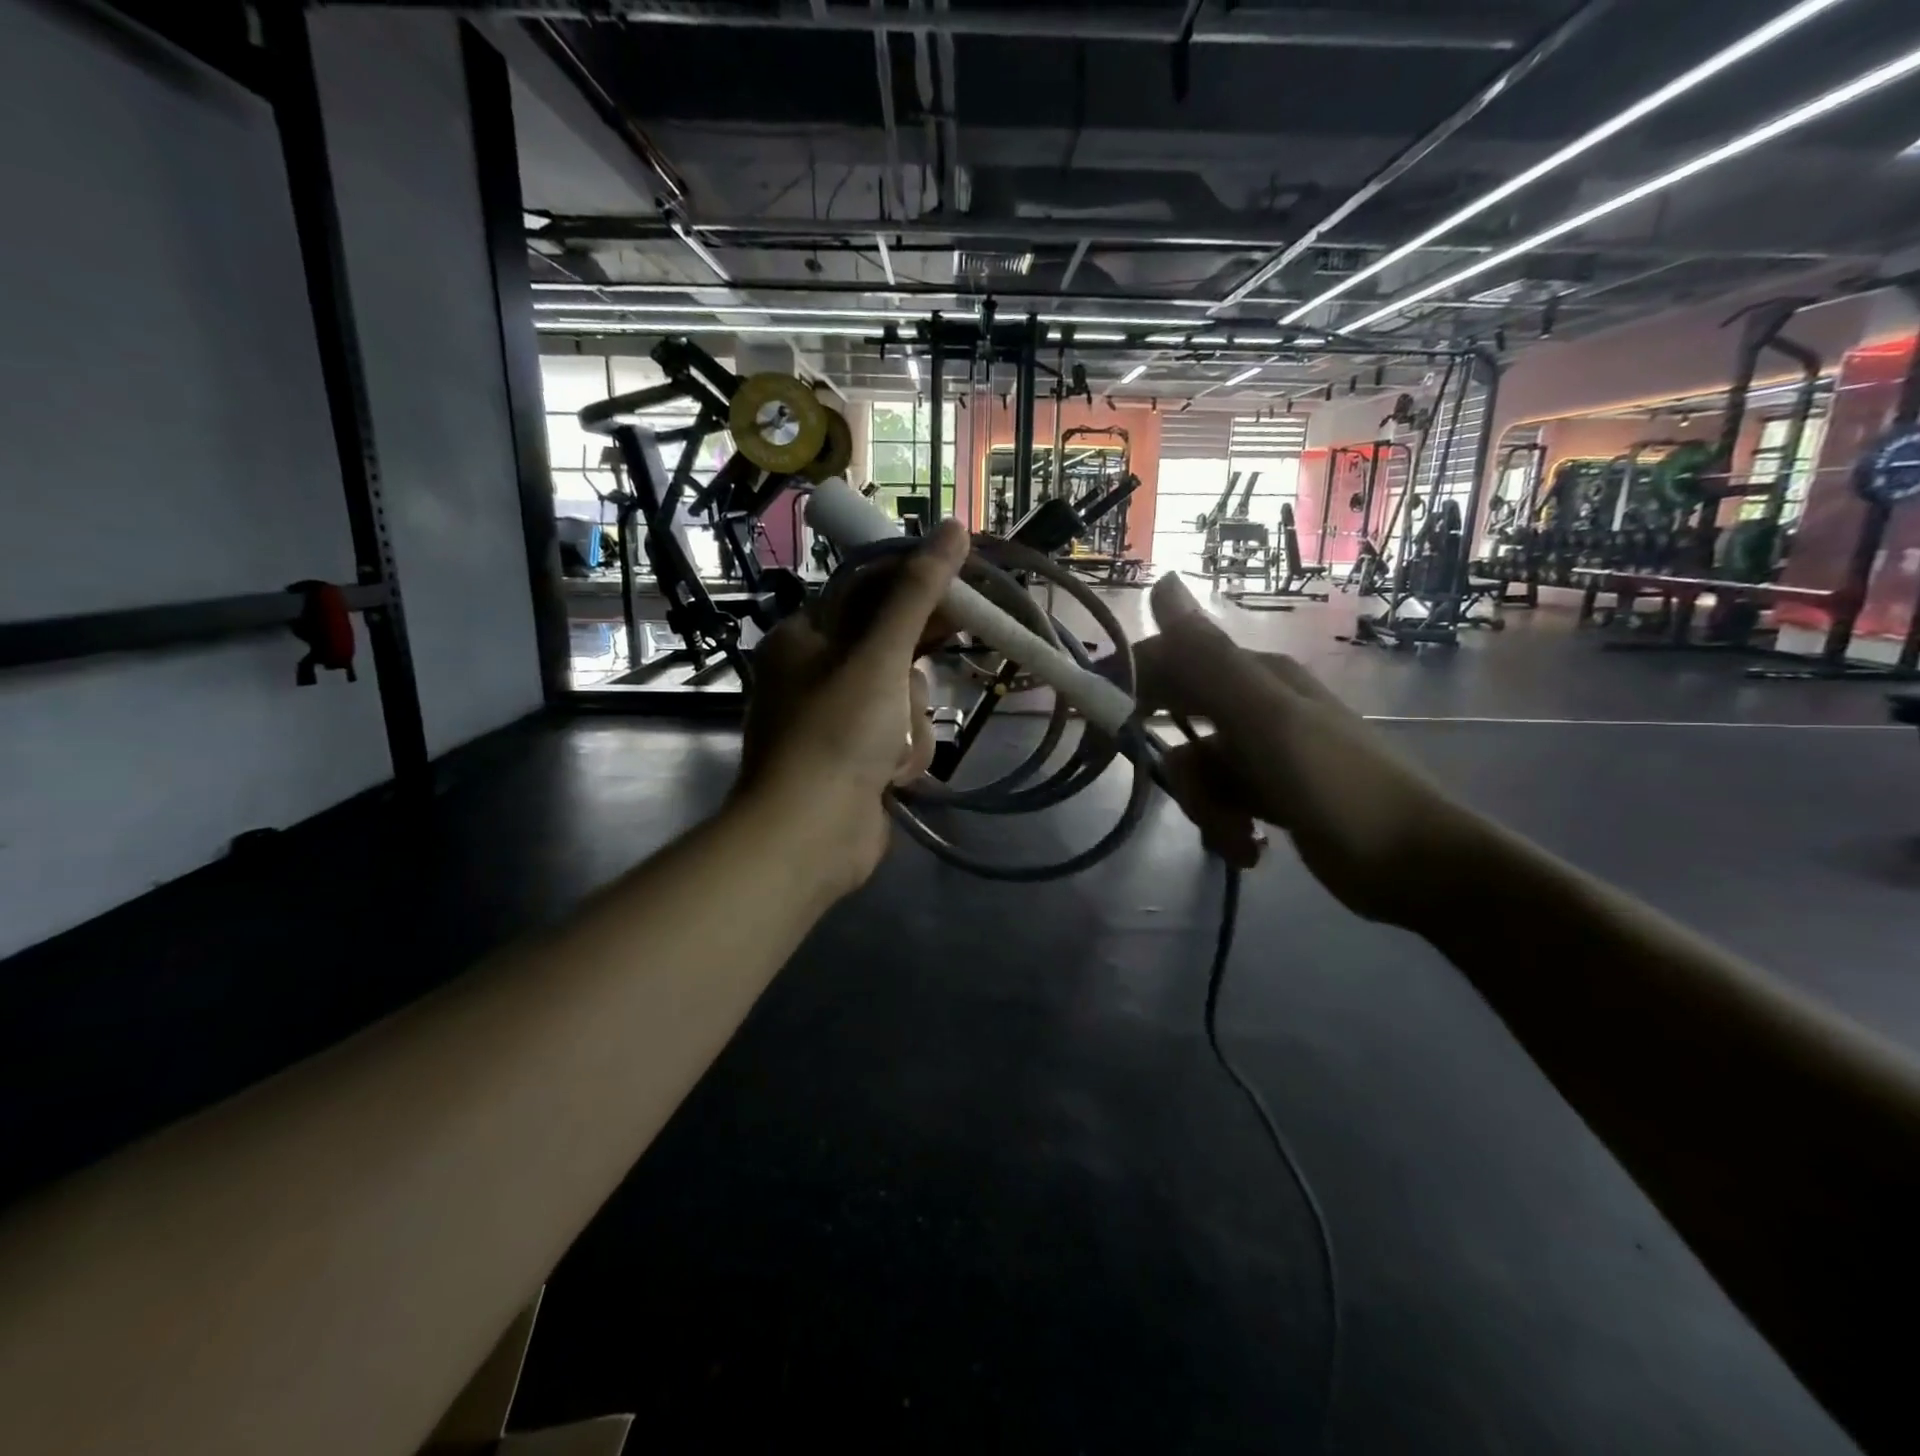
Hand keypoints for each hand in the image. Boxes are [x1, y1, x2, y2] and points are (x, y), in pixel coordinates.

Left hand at [736, 520, 970, 897]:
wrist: (808, 838)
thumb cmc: (837, 735)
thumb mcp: (880, 655)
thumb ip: (917, 593)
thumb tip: (952, 527)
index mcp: (804, 637)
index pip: (869, 592)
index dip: (919, 589)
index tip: (964, 594)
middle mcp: (814, 673)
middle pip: (890, 648)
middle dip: (912, 673)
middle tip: (949, 666)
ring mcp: (835, 721)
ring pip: (902, 698)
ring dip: (910, 723)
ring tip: (893, 751)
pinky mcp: (855, 760)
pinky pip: (899, 738)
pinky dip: (904, 755)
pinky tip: (892, 778)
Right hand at [1135, 575, 1485, 927]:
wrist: (1417, 866)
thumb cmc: (1340, 786)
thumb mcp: (1266, 719)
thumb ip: (1208, 657)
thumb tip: (1161, 579)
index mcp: (1252, 676)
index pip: (1166, 662)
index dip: (1125, 686)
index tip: (1091, 728)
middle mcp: (1253, 704)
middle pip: (1175, 723)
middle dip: (1177, 769)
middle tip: (1187, 799)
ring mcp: (1261, 750)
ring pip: (1195, 769)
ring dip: (1206, 808)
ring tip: (1240, 835)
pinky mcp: (1268, 791)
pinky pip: (1219, 799)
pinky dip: (1225, 826)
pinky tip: (1250, 849)